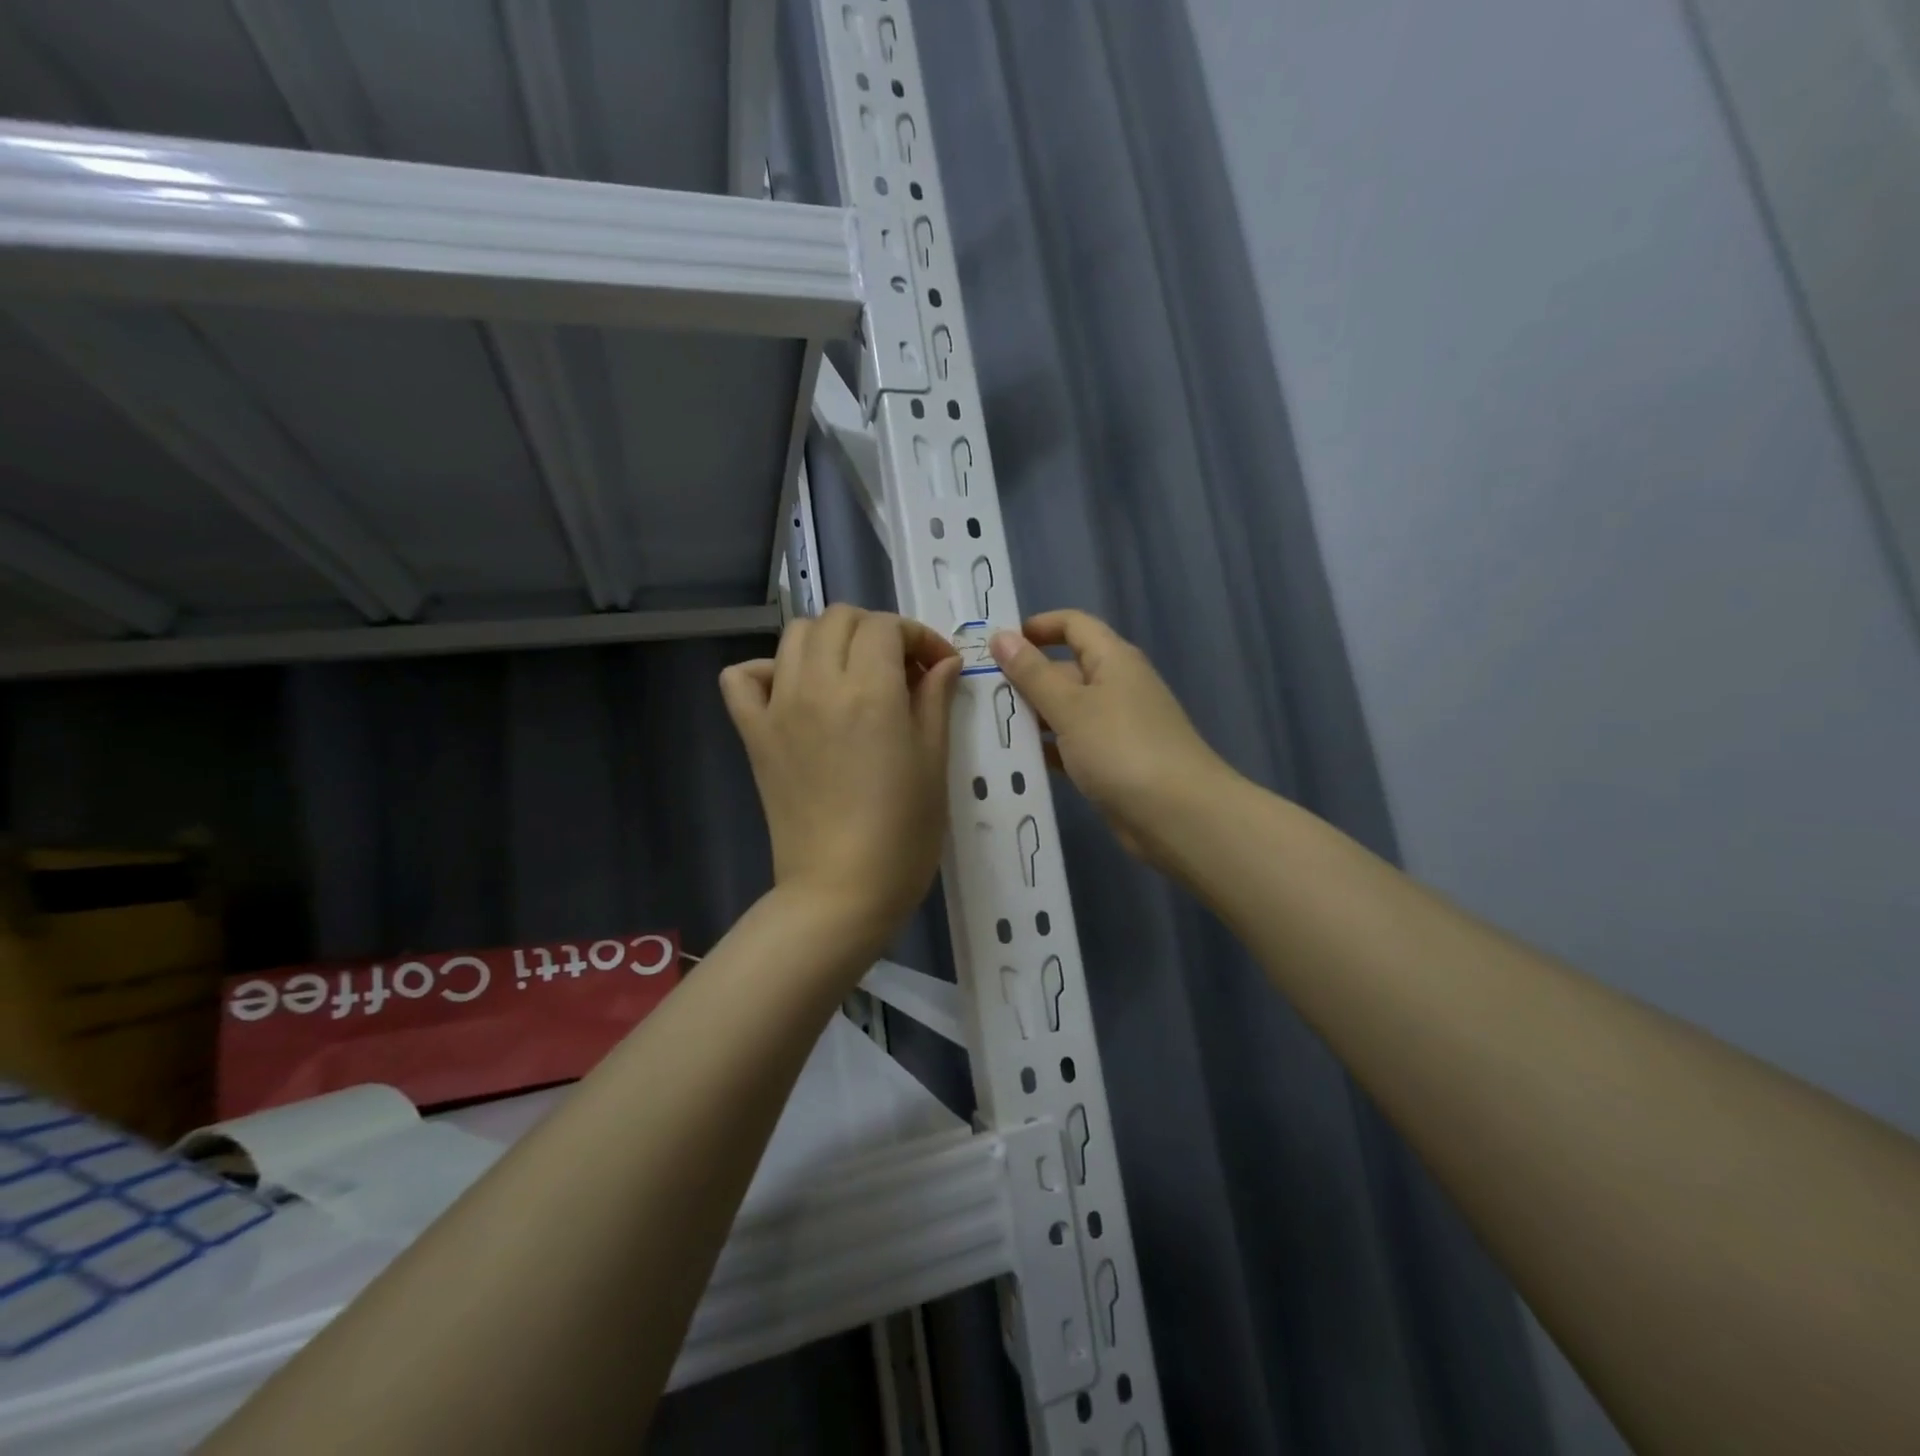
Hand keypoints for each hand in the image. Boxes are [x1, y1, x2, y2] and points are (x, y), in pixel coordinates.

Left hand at [720, 606, 961, 953]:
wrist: (841, 890)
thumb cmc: (903, 832)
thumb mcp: (934, 762)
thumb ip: (935, 700)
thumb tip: (944, 661)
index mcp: (869, 691)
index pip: (887, 627)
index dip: (918, 635)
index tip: (937, 665)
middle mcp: (817, 685)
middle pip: (839, 619)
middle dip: (876, 630)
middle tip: (900, 668)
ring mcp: (778, 707)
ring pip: (794, 636)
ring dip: (829, 640)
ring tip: (853, 674)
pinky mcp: (754, 734)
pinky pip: (742, 678)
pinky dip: (766, 670)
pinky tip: (793, 691)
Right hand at [989, 610, 1232, 862]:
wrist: (1178, 815)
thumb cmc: (1122, 748)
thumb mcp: (1070, 707)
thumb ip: (1032, 673)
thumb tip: (1001, 636)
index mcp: (1113, 659)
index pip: (1074, 625)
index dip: (1037, 627)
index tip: (996, 645)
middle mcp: (1116, 686)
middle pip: (1065, 669)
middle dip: (1025, 678)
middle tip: (978, 693)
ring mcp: (1116, 726)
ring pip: (1066, 710)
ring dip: (1032, 716)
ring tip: (985, 726)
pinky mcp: (1112, 762)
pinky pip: (1072, 745)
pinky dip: (1048, 749)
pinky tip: (1015, 761)